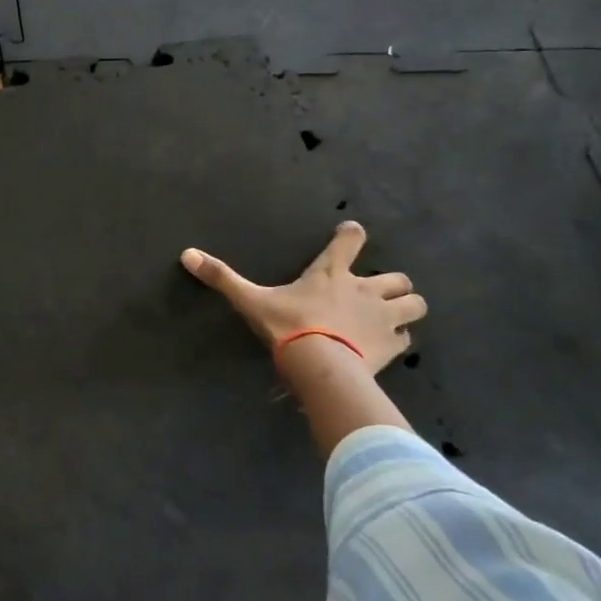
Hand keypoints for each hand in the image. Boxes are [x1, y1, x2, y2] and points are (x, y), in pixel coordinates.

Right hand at [181, 221, 426, 373]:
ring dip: (405, 307)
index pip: (351, 240)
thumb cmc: (287, 327)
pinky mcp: (393, 345)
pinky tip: (386, 345)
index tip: (351, 234)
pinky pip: (407, 338)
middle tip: (374, 292)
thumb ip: (222, 278)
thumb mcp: (250, 301)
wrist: (320, 366)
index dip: (352, 234)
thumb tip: (186, 254)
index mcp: (331, 274)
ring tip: (391, 316)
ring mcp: (384, 317)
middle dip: (391, 282)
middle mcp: (365, 290)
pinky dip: (400, 338)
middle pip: (397, 276)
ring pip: (414, 303)